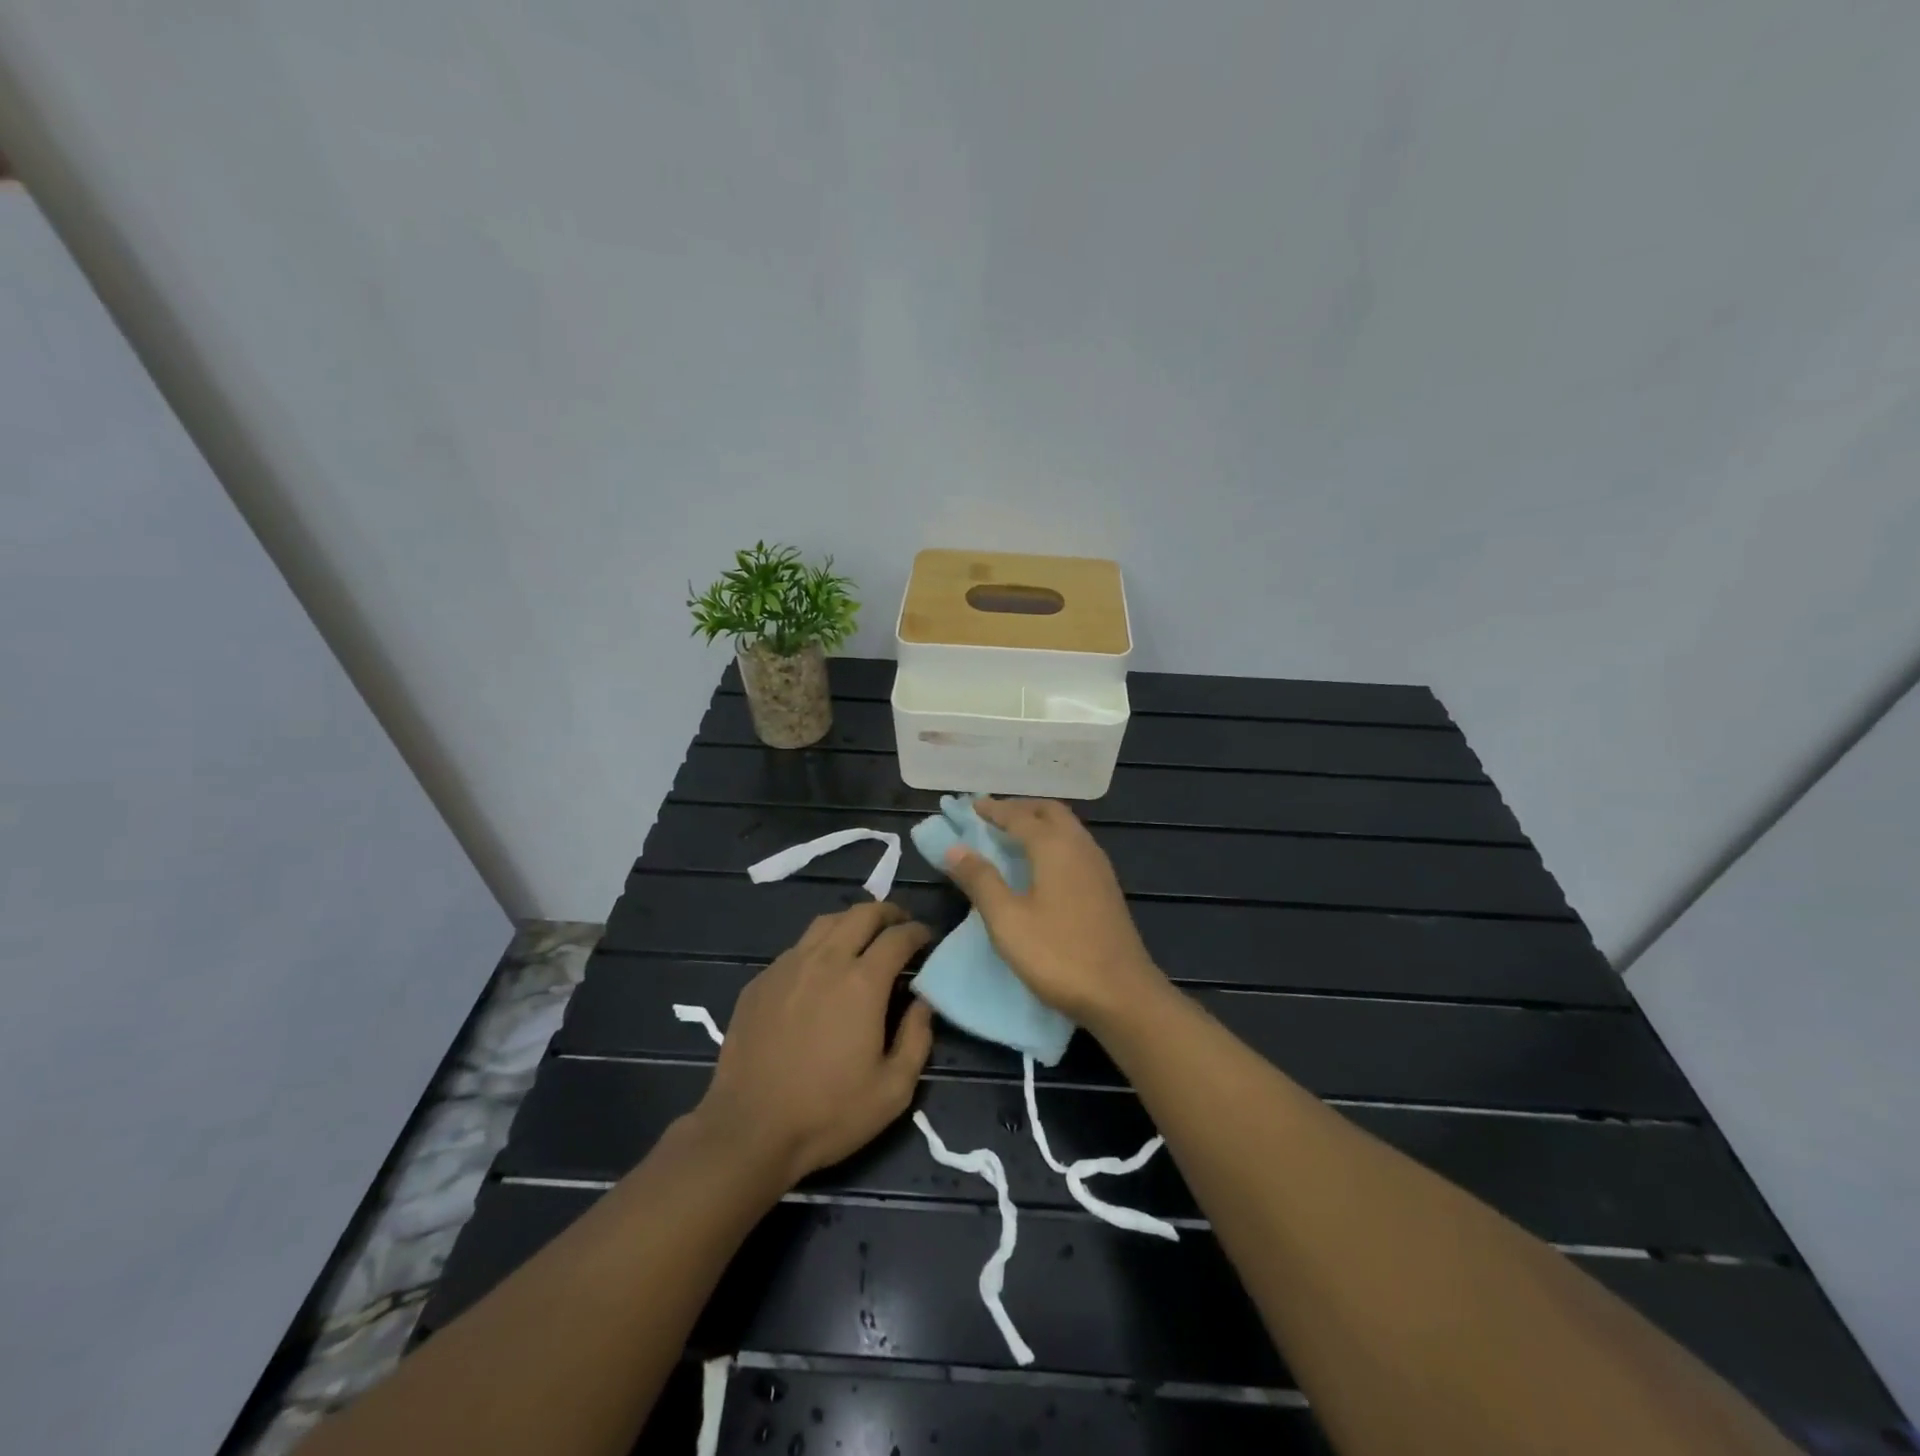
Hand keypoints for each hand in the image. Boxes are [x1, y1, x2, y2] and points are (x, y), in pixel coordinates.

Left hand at [691, 902, 934, 1189]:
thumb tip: (923, 1003)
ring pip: (826, 922)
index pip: (898, 937)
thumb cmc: (829, 1113)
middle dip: (888, 913)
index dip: (918, 932)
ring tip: (863, 936)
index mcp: (862, 982)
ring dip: (852, 921)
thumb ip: (917, 1039)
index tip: (927, 937)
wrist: (749, 1130)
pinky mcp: (760, 981)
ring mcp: (787, 966)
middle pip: (862, 914)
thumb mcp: (893, 1089)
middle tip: (900, 925)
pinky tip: (820, 969)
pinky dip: (819, 945)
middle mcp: (826, 960)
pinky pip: (797, 947)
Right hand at [941, 797, 1170, 1030]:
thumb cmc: (1058, 954)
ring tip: (1012, 836)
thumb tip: (954, 848)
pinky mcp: (1106, 888)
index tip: (971, 805)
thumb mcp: (1007, 919)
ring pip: (1066, 828)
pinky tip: (1041, 864)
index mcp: (1055, 846)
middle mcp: (1080, 846)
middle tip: (992, 817)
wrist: (1122, 994)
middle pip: (1049, 812)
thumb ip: (980, 880)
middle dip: (1020, 809)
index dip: (993, 810)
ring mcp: (1098, 867)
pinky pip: (1075, 846)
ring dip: (1039, 823)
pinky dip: (1052, 841)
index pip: (1019, 816)